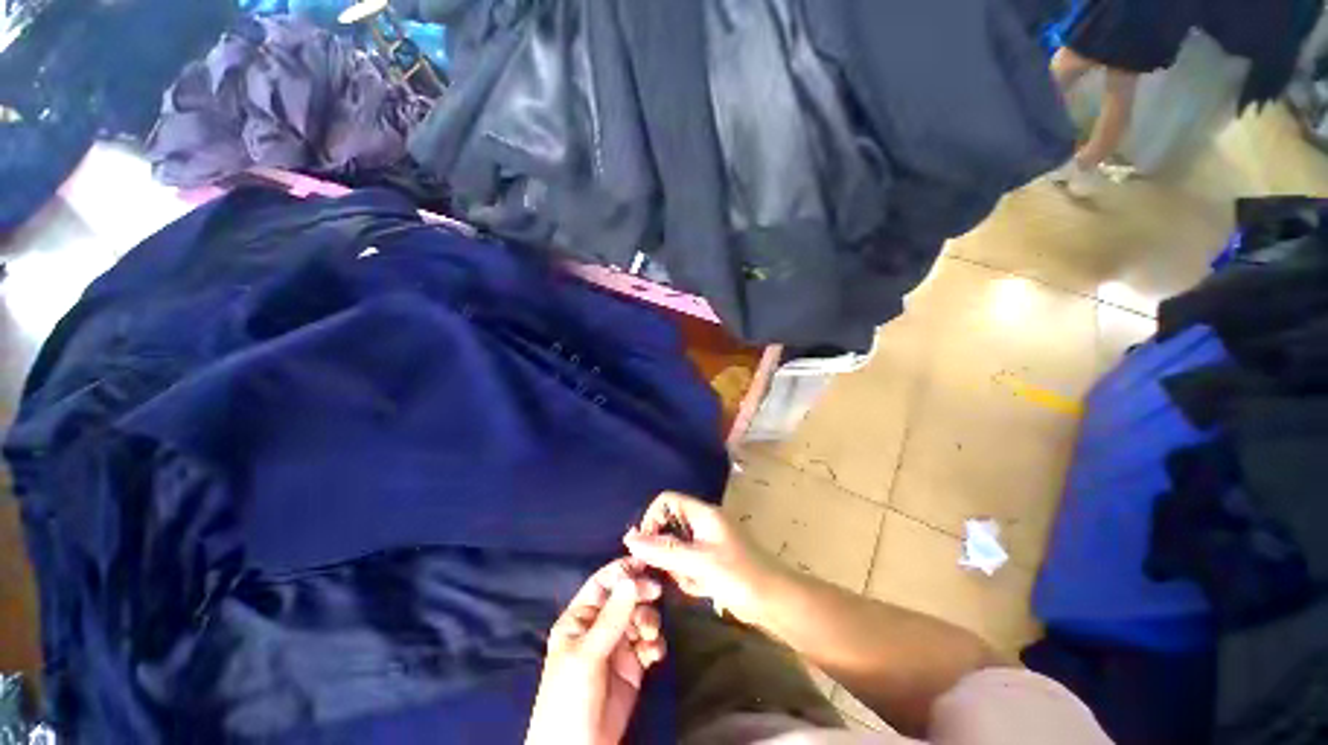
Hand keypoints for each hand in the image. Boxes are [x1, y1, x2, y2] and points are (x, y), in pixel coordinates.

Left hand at [526, 559, 665, 744]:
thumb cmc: (570, 698)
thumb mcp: (588, 655)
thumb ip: (611, 617)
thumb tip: (631, 579)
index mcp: (580, 618)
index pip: (602, 583)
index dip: (622, 570)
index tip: (646, 562)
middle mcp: (599, 627)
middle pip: (625, 597)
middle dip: (641, 594)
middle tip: (656, 593)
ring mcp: (617, 646)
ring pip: (639, 617)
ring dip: (649, 620)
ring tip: (649, 636)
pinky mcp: (632, 665)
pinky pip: (648, 643)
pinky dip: (654, 644)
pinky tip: (654, 654)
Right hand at [624, 492, 786, 627]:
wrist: (774, 603)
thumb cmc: (739, 576)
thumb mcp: (699, 561)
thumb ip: (664, 550)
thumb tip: (629, 539)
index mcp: (702, 513)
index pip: (667, 501)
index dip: (652, 518)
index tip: (645, 545)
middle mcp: (703, 523)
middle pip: (669, 526)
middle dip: (666, 551)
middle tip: (673, 570)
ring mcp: (707, 543)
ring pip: (676, 550)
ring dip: (678, 569)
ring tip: (694, 582)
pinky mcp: (710, 562)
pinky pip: (687, 566)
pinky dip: (689, 579)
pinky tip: (702, 590)